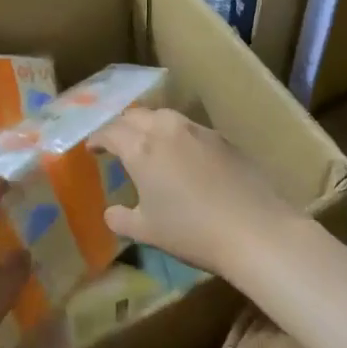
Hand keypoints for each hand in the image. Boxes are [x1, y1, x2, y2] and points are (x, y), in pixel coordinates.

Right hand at [93, 108, 300, 278]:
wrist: (254, 230)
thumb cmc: (191, 231)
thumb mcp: (147, 231)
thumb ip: (121, 219)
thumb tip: (111, 212)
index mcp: (142, 148)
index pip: (110, 132)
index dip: (97, 139)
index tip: (92, 148)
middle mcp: (168, 130)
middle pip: (136, 116)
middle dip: (122, 126)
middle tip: (116, 142)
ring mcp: (199, 131)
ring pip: (165, 117)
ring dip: (150, 126)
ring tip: (148, 144)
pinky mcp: (224, 139)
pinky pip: (190, 129)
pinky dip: (176, 136)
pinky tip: (183, 156)